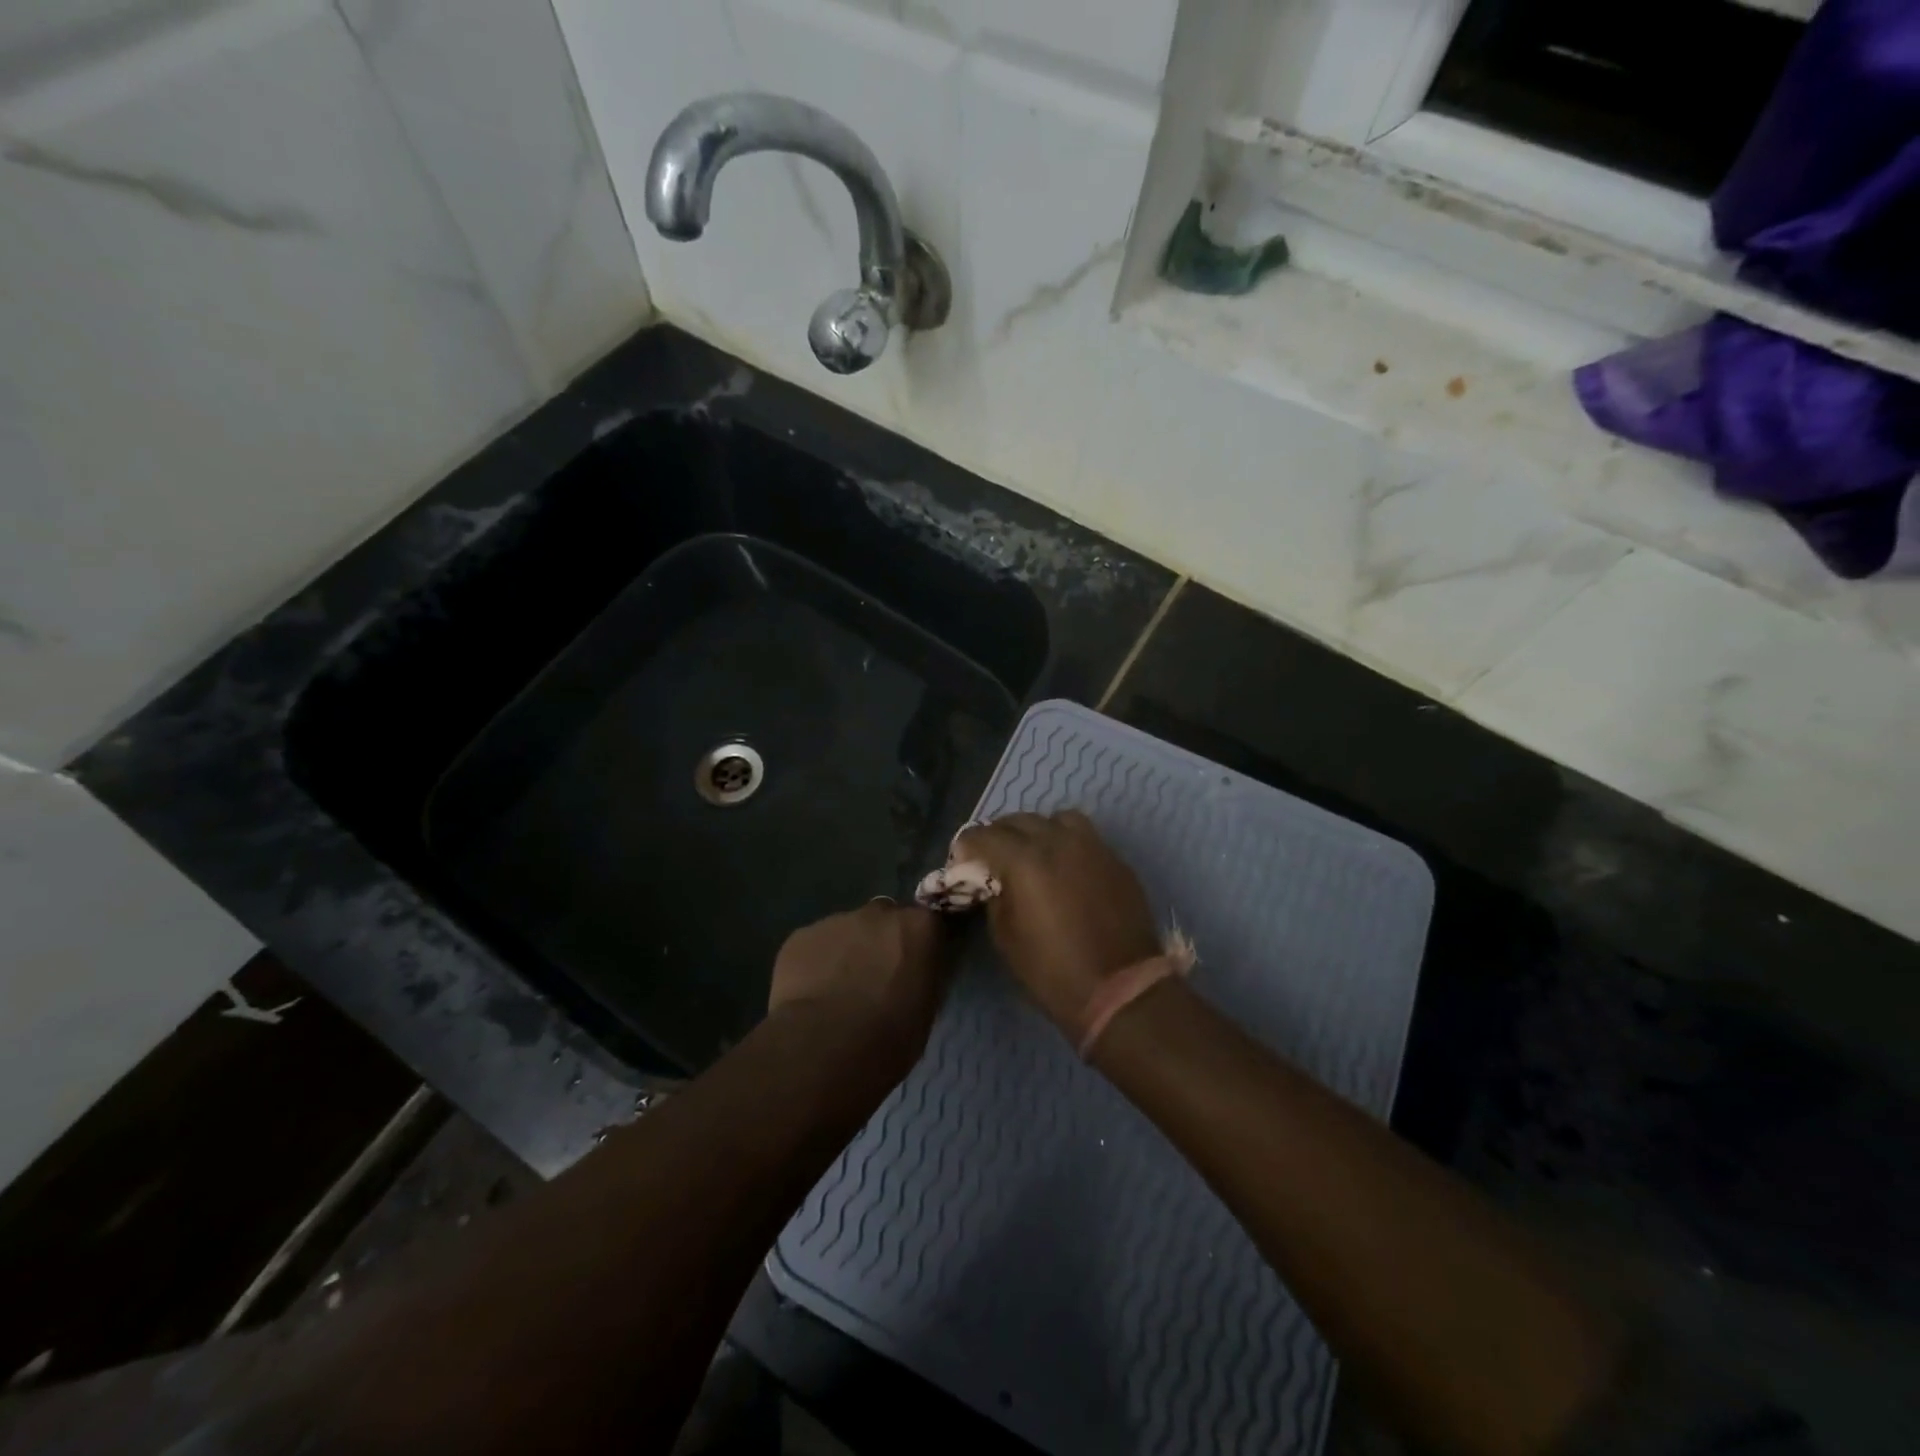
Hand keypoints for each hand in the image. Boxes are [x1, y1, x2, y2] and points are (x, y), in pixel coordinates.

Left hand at [768, 902, 955, 1063]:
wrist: (825, 1047)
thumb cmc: (890, 1037)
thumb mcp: (926, 1008)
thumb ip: (921, 976)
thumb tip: (914, 973)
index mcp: (919, 927)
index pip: (927, 924)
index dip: (918, 946)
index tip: (913, 969)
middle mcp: (880, 913)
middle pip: (885, 919)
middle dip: (881, 941)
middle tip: (875, 979)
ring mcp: (837, 920)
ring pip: (847, 931)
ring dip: (848, 952)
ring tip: (838, 992)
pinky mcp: (801, 936)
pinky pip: (815, 945)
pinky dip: (817, 963)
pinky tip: (812, 995)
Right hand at [951, 811, 1160, 1032]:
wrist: (1121, 989)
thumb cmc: (1053, 971)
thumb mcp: (1005, 938)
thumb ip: (995, 897)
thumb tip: (994, 881)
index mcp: (1024, 860)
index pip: (983, 835)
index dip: (967, 846)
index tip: (961, 861)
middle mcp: (1057, 841)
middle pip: (1018, 820)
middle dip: (998, 834)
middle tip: (992, 857)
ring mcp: (1091, 846)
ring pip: (1056, 819)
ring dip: (1037, 830)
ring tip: (1032, 853)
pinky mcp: (1114, 859)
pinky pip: (1084, 836)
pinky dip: (1066, 842)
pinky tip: (1064, 867)